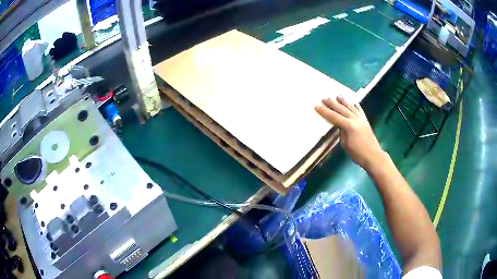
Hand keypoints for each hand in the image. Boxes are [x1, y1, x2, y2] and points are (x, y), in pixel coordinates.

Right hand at [315, 97, 384, 169]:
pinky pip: (360, 110)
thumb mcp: (345, 144)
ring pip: (351, 107)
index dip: (324, 111)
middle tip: (325, 97)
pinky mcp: (366, 121)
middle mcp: (355, 119)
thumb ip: (341, 132)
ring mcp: (361, 119)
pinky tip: (353, 103)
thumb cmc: (357, 153)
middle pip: (342, 109)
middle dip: (332, 103)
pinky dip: (356, 106)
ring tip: (337, 96)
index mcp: (348, 126)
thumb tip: (340, 125)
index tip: (317, 106)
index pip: (334, 116)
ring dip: (344, 101)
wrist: (373, 156)